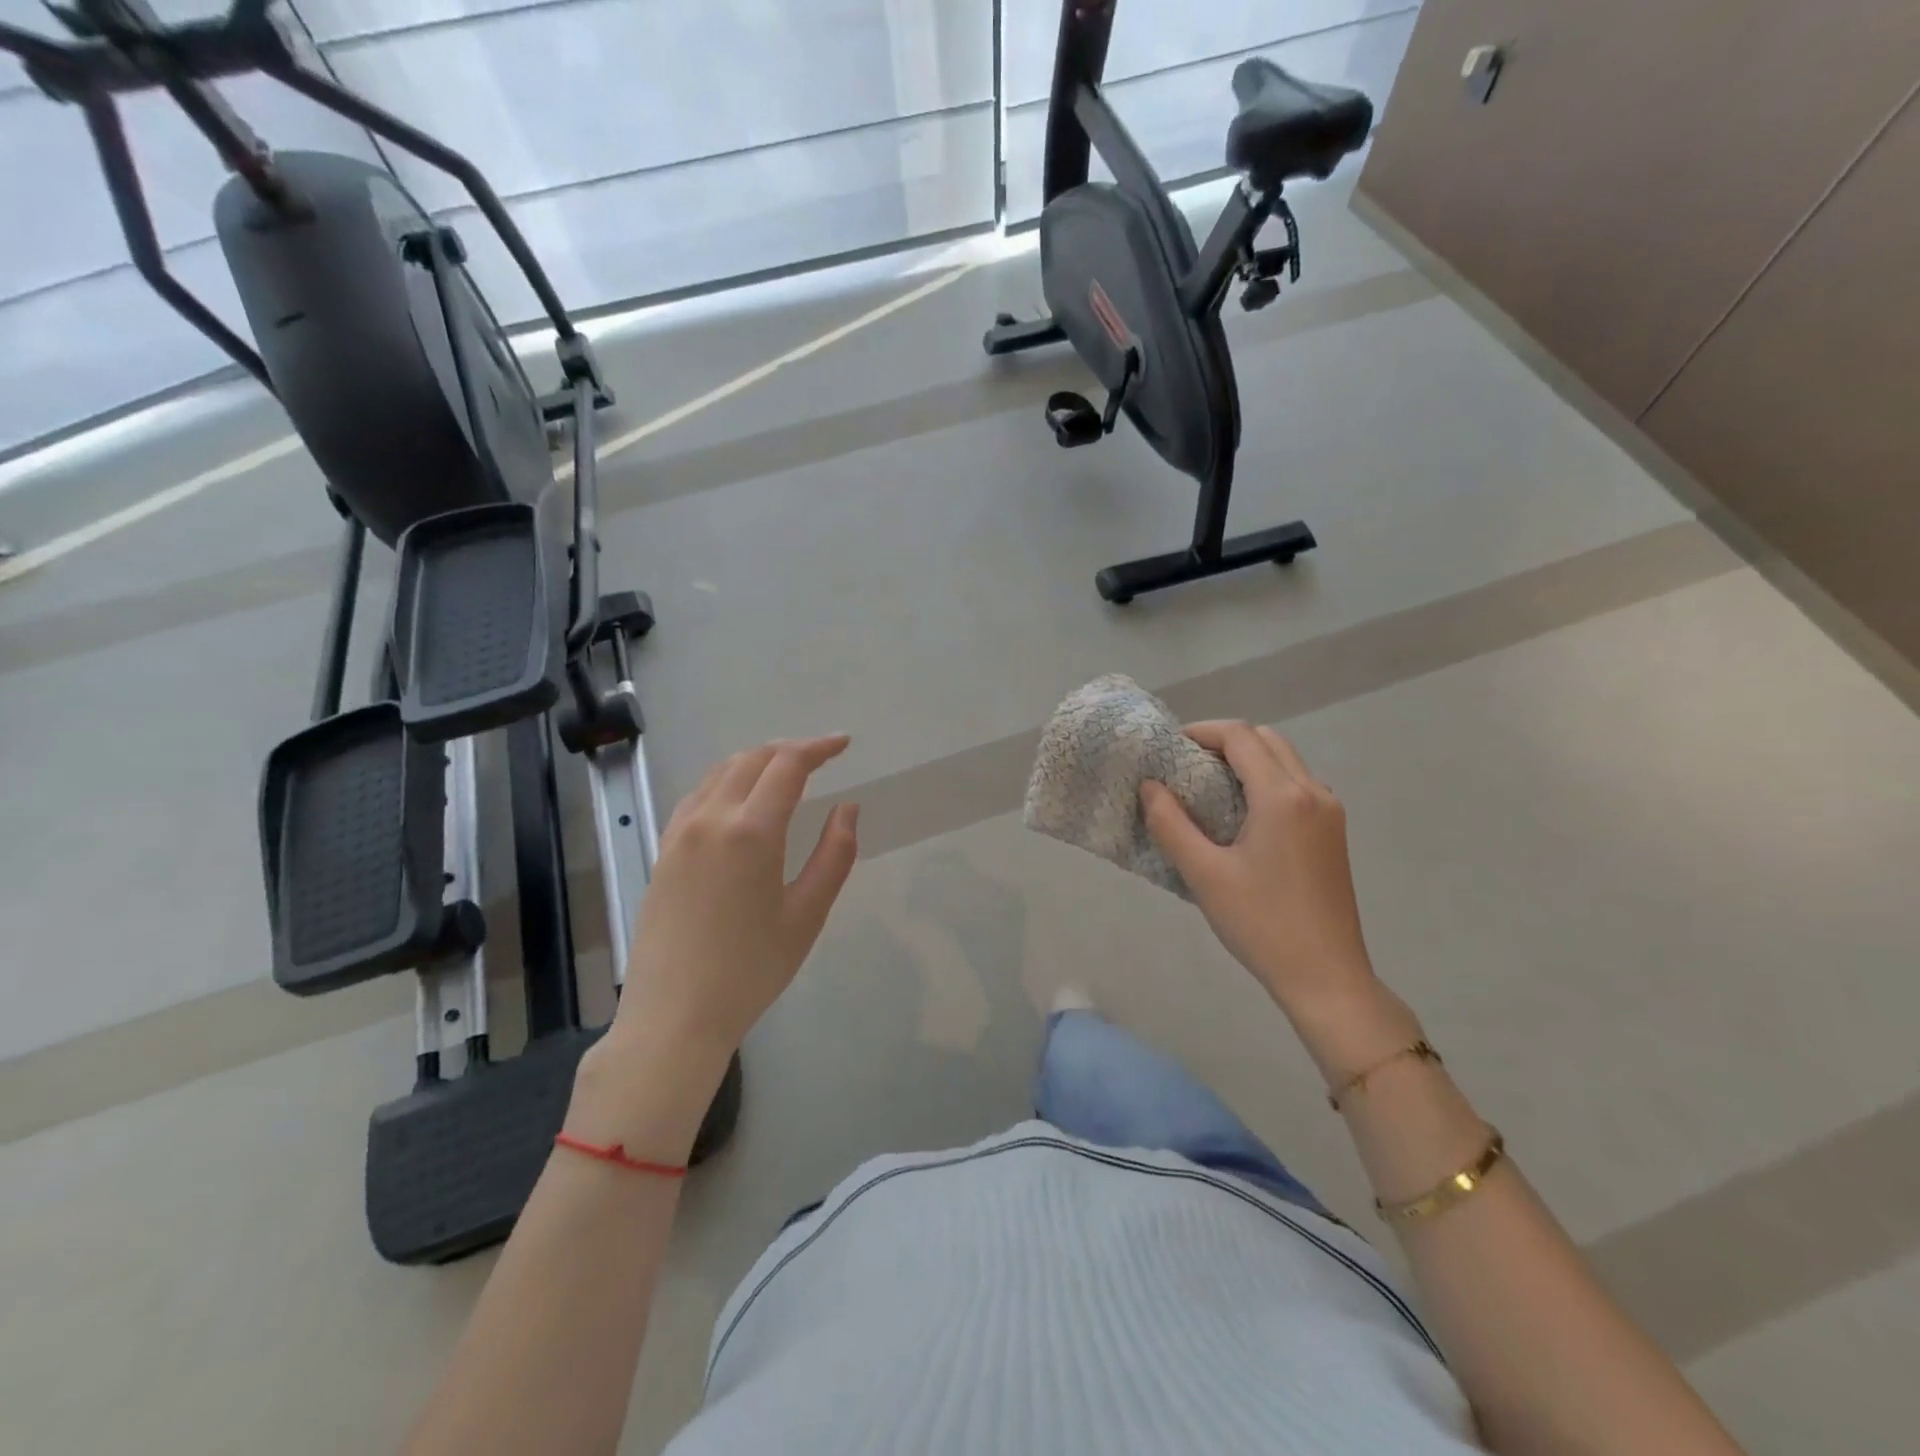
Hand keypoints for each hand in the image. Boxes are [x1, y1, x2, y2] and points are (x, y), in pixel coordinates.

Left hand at [609, 735, 859, 1065]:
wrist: (674, 1015)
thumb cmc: (751, 969)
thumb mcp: (808, 914)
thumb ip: (835, 854)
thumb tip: (847, 808)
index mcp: (751, 830)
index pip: (788, 764)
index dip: (818, 747)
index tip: (843, 745)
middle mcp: (711, 818)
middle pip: (752, 759)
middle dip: (790, 749)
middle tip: (821, 757)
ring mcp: (680, 833)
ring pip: (720, 772)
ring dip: (756, 761)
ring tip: (785, 772)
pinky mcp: (663, 851)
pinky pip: (697, 795)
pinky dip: (726, 781)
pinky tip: (740, 800)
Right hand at [1140, 722, 1373, 1011]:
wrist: (1326, 977)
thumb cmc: (1260, 924)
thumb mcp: (1204, 875)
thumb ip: (1170, 824)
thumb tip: (1149, 786)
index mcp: (1282, 797)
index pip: (1240, 736)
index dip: (1202, 731)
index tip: (1169, 748)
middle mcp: (1313, 792)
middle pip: (1266, 740)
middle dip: (1224, 741)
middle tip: (1186, 764)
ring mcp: (1330, 812)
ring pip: (1285, 760)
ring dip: (1247, 759)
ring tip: (1208, 786)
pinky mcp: (1333, 833)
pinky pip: (1297, 784)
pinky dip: (1266, 780)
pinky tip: (1241, 813)